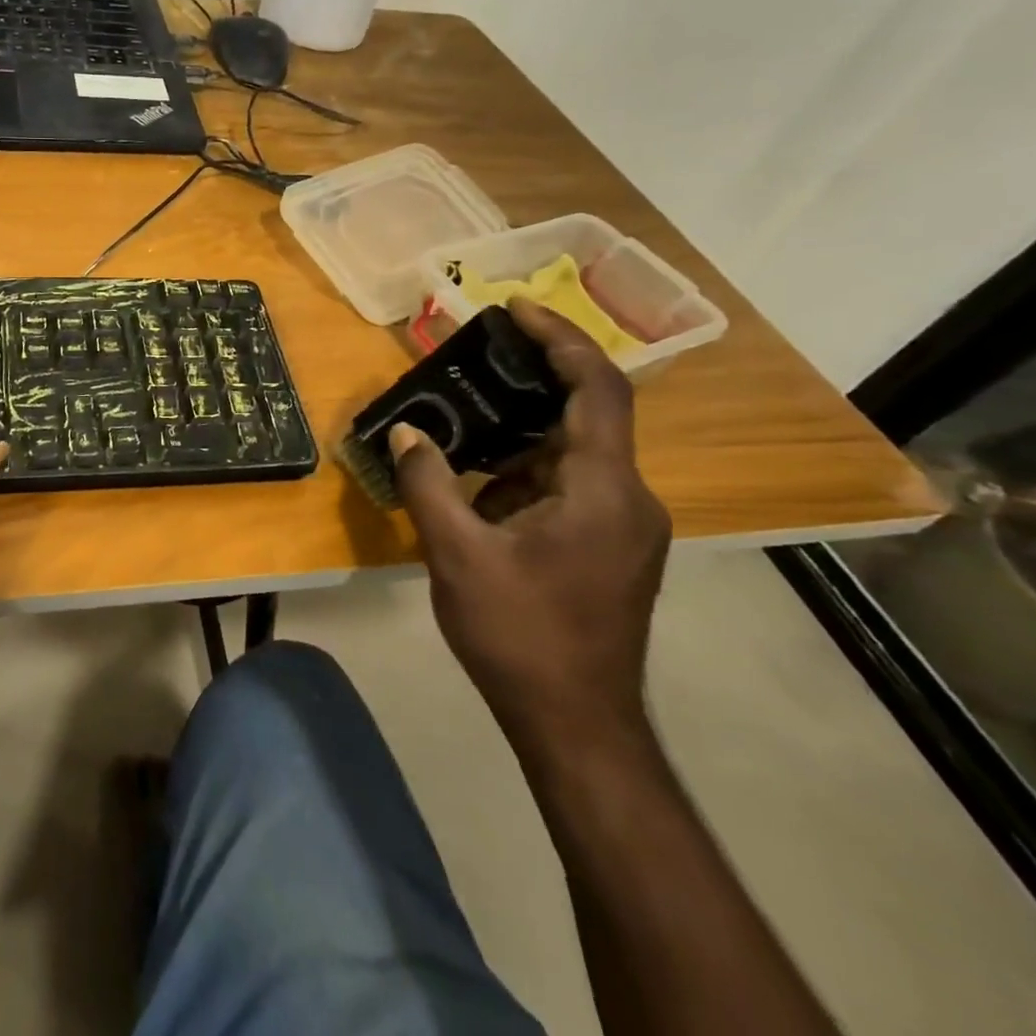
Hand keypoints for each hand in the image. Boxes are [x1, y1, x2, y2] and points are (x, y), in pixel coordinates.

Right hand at [390, 300, 670, 750]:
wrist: (577, 726)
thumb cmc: (521, 634)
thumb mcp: (458, 554)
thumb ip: (429, 483)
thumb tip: (406, 431)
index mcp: (604, 489)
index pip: (597, 388)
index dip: (561, 339)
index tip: (516, 309)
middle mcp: (629, 498)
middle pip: (586, 416)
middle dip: (530, 384)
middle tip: (475, 363)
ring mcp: (625, 527)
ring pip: (574, 456)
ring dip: (520, 437)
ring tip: (463, 426)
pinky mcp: (612, 549)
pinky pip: (571, 488)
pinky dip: (526, 474)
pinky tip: (479, 487)